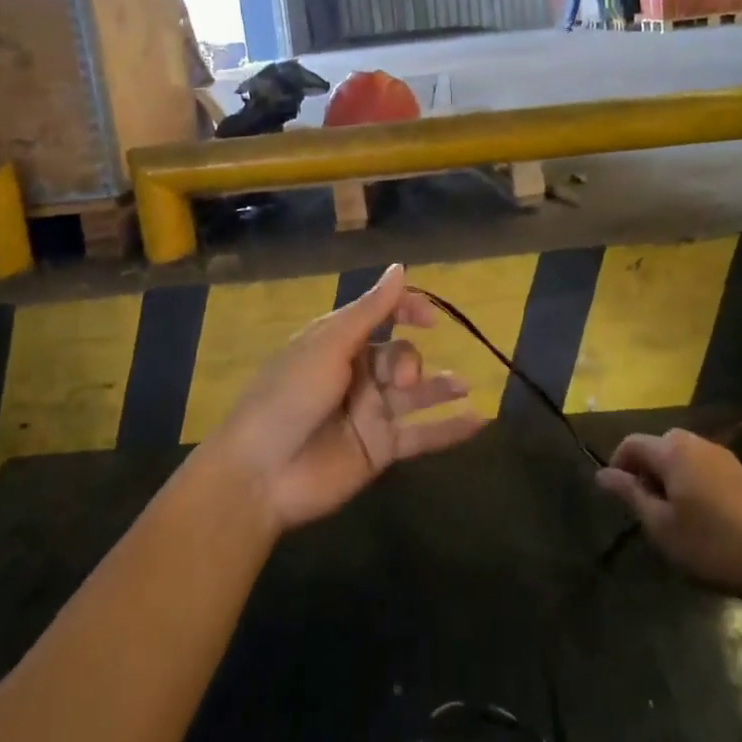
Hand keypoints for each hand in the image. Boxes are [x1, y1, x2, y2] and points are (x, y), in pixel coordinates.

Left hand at [209, 264, 483, 531]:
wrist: (261, 473)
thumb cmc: (289, 396)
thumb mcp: (328, 345)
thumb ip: (370, 310)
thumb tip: (400, 267)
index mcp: (338, 343)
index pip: (382, 316)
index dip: (408, 310)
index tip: (431, 318)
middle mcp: (357, 374)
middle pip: (400, 355)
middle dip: (410, 361)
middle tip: (403, 382)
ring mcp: (370, 413)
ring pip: (416, 394)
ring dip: (442, 387)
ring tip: (465, 385)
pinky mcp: (380, 449)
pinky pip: (422, 436)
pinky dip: (450, 429)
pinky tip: (479, 420)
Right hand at [595, 428, 741, 604]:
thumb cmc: (711, 545)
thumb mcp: (660, 526)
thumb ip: (630, 494)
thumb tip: (602, 473)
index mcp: (672, 450)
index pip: (631, 443)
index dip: (618, 466)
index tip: (619, 498)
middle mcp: (696, 443)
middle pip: (658, 446)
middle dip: (645, 471)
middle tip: (646, 510)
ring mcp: (722, 456)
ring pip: (681, 456)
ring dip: (669, 477)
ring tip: (672, 516)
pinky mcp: (740, 473)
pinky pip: (702, 466)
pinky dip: (691, 482)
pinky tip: (701, 517)